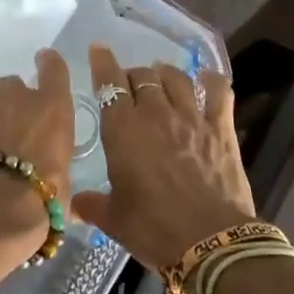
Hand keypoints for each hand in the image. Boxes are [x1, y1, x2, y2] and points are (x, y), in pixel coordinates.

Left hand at [0, 49, 73, 252]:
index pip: (54, 69)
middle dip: (11, 103)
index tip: (44, 61)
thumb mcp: (62, 184)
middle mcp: (14, 98)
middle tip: (11, 131)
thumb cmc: (40, 201)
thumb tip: (51, 177)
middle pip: (11, 86)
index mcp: (51, 108)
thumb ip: (54, 166)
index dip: (49, 64)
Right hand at [71, 45, 253, 270]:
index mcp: (123, 129)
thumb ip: (92, 204)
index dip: (102, 63)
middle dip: (132, 76)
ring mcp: (191, 117)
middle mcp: (155, 113)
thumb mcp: (115, 219)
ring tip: (161, 77)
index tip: (98, 50)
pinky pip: (218, 91)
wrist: (210, 243)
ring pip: (175, 77)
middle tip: (129, 85)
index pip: (109, 83)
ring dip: (164, 73)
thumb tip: (72, 203)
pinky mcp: (221, 128)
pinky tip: (205, 81)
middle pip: (141, 77)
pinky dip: (210, 81)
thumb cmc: (154, 229)